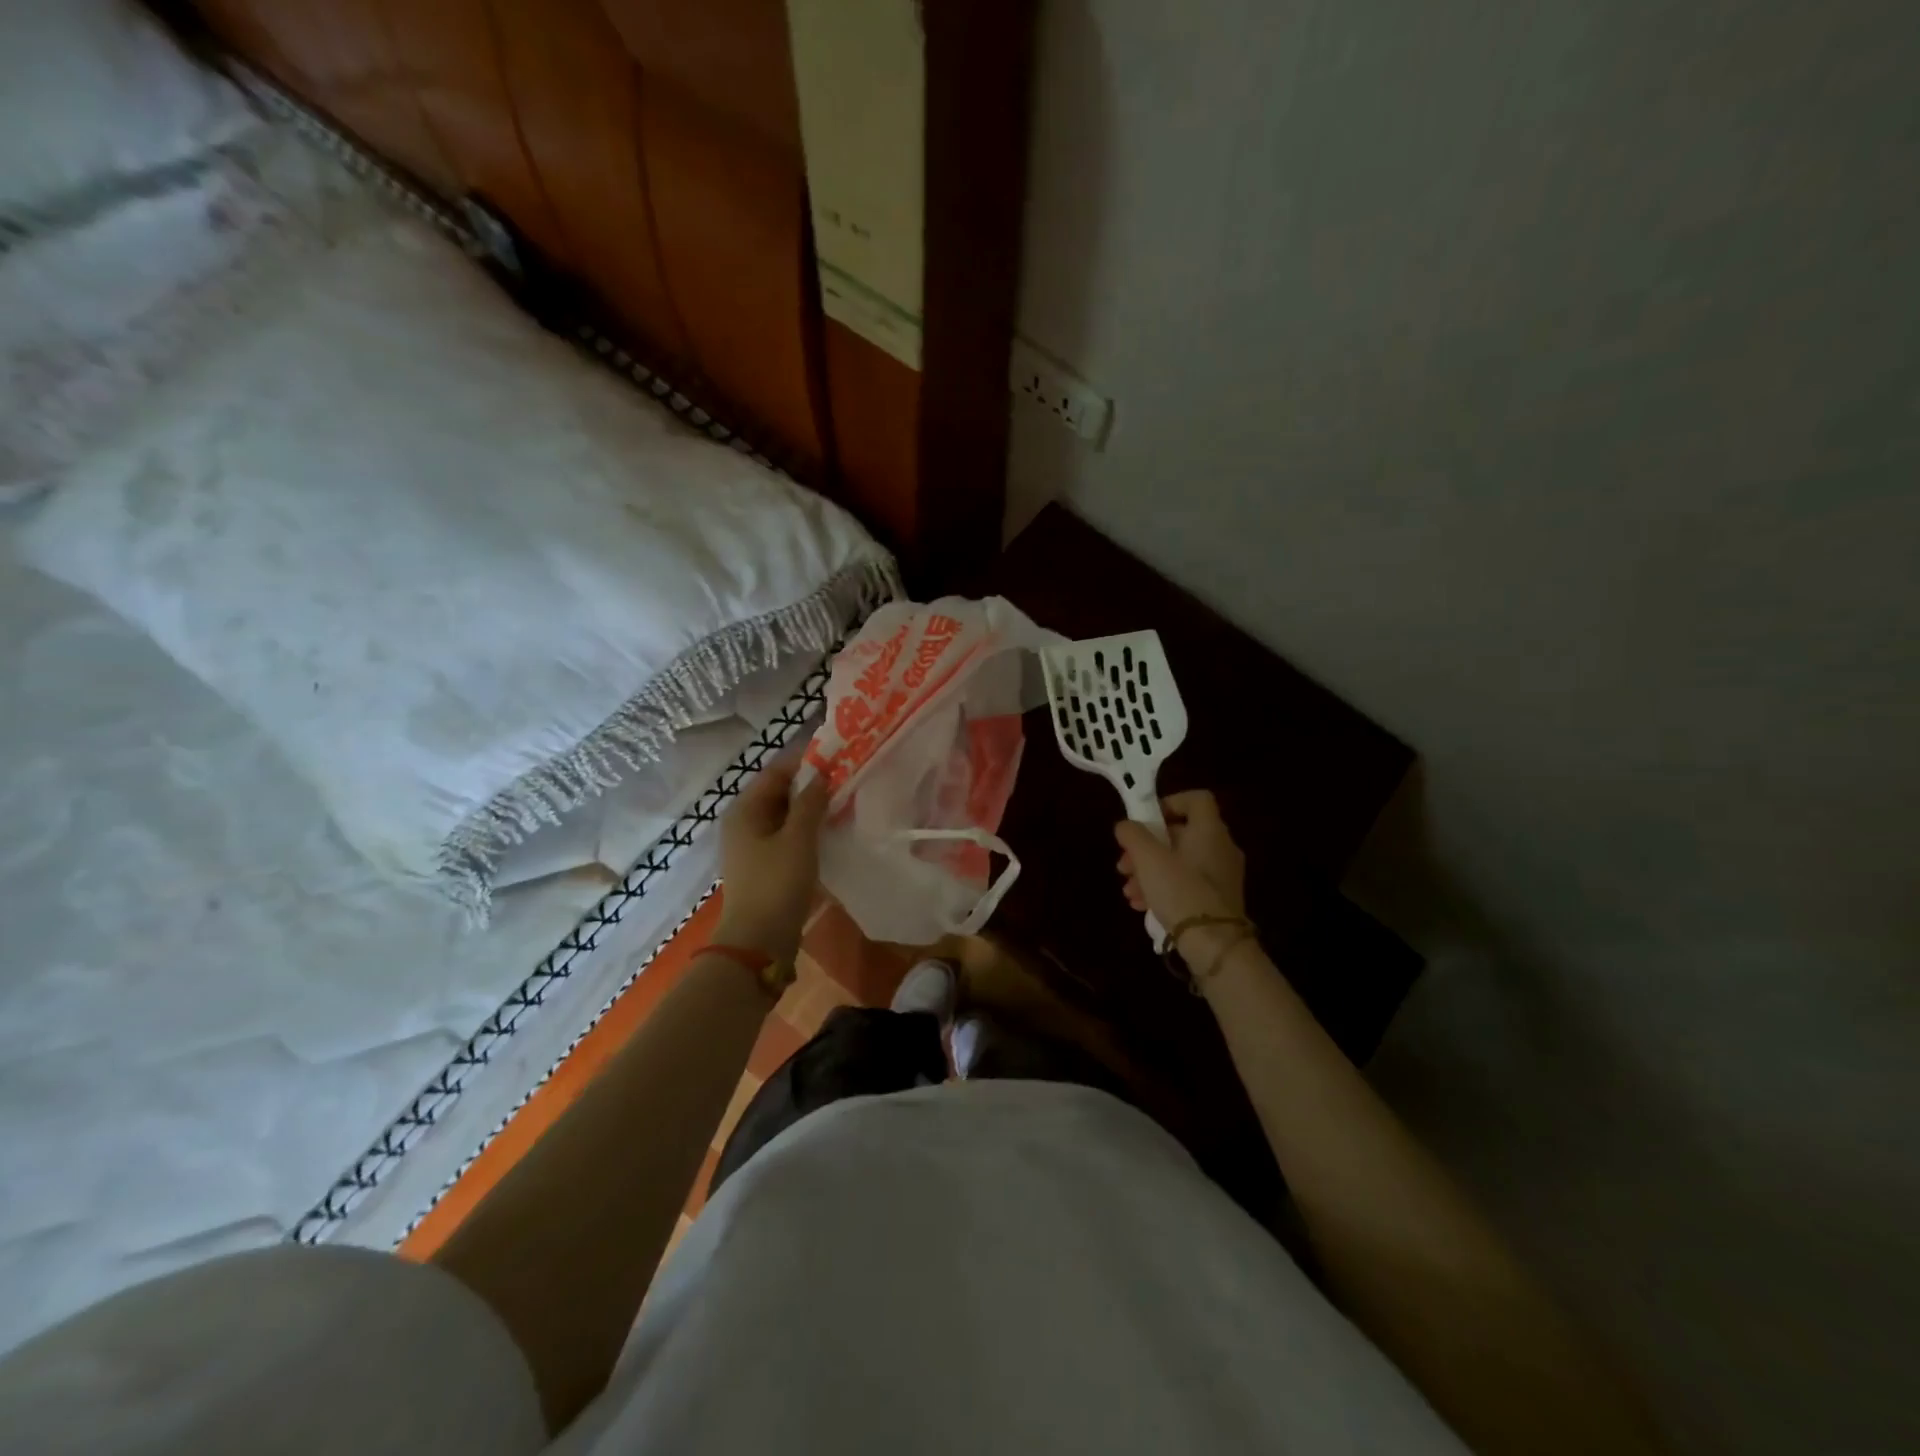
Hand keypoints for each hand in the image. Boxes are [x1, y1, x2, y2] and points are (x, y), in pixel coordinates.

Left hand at [713, 749, 830, 963]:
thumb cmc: (776, 884)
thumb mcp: (798, 838)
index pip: (777, 771)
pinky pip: (788, 836)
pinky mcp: (765, 865)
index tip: (839, 755)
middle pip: (780, 792)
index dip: (807, 760)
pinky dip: (808, 829)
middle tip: (848, 777)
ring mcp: (753, 845)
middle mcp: (744, 822)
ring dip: (812, 808)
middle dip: (812, 784)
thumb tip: (822, 775)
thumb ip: (810, 802)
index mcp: (745, 809)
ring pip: (786, 815)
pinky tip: (832, 831)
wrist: (759, 942)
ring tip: (845, 801)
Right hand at [1114, 790, 1248, 959]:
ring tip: (1128, 891)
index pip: (1197, 799)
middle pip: (1180, 834)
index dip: (1169, 802)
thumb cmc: (1180, 890)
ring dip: (1149, 871)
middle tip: (1124, 865)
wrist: (1215, 945)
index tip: (1145, 821)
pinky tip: (1142, 905)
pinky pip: (1186, 884)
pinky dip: (1163, 888)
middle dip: (1146, 848)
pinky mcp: (1218, 900)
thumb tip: (1125, 826)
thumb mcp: (1148, 858)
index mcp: (1209, 830)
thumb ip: (1133, 834)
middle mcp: (1221, 848)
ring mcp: (1222, 876)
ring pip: (1179, 862)